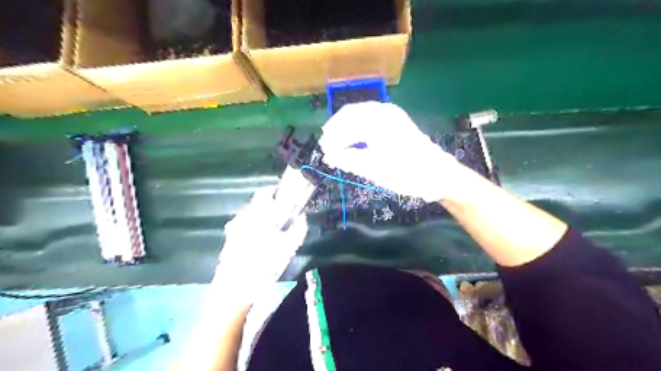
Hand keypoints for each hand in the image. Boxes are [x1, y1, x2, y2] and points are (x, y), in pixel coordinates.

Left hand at [217, 186, 310, 303]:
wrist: (235, 289)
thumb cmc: (264, 265)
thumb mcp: (289, 247)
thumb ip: (298, 228)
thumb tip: (302, 217)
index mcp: (257, 214)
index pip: (265, 192)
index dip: (276, 191)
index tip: (286, 198)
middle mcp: (242, 217)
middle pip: (257, 204)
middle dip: (270, 207)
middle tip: (284, 217)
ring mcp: (233, 229)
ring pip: (250, 216)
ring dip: (262, 218)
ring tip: (273, 232)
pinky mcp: (228, 240)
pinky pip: (244, 227)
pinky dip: (253, 229)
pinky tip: (261, 244)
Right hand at [319, 100, 460, 202]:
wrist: (437, 175)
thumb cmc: (405, 172)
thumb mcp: (372, 169)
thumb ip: (348, 159)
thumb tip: (329, 155)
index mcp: (377, 120)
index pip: (345, 122)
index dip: (332, 136)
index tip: (325, 151)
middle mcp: (383, 111)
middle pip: (351, 115)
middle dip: (337, 131)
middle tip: (329, 149)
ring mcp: (392, 115)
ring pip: (360, 116)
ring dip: (347, 130)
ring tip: (340, 147)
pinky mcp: (397, 122)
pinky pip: (370, 120)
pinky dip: (359, 130)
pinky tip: (356, 143)